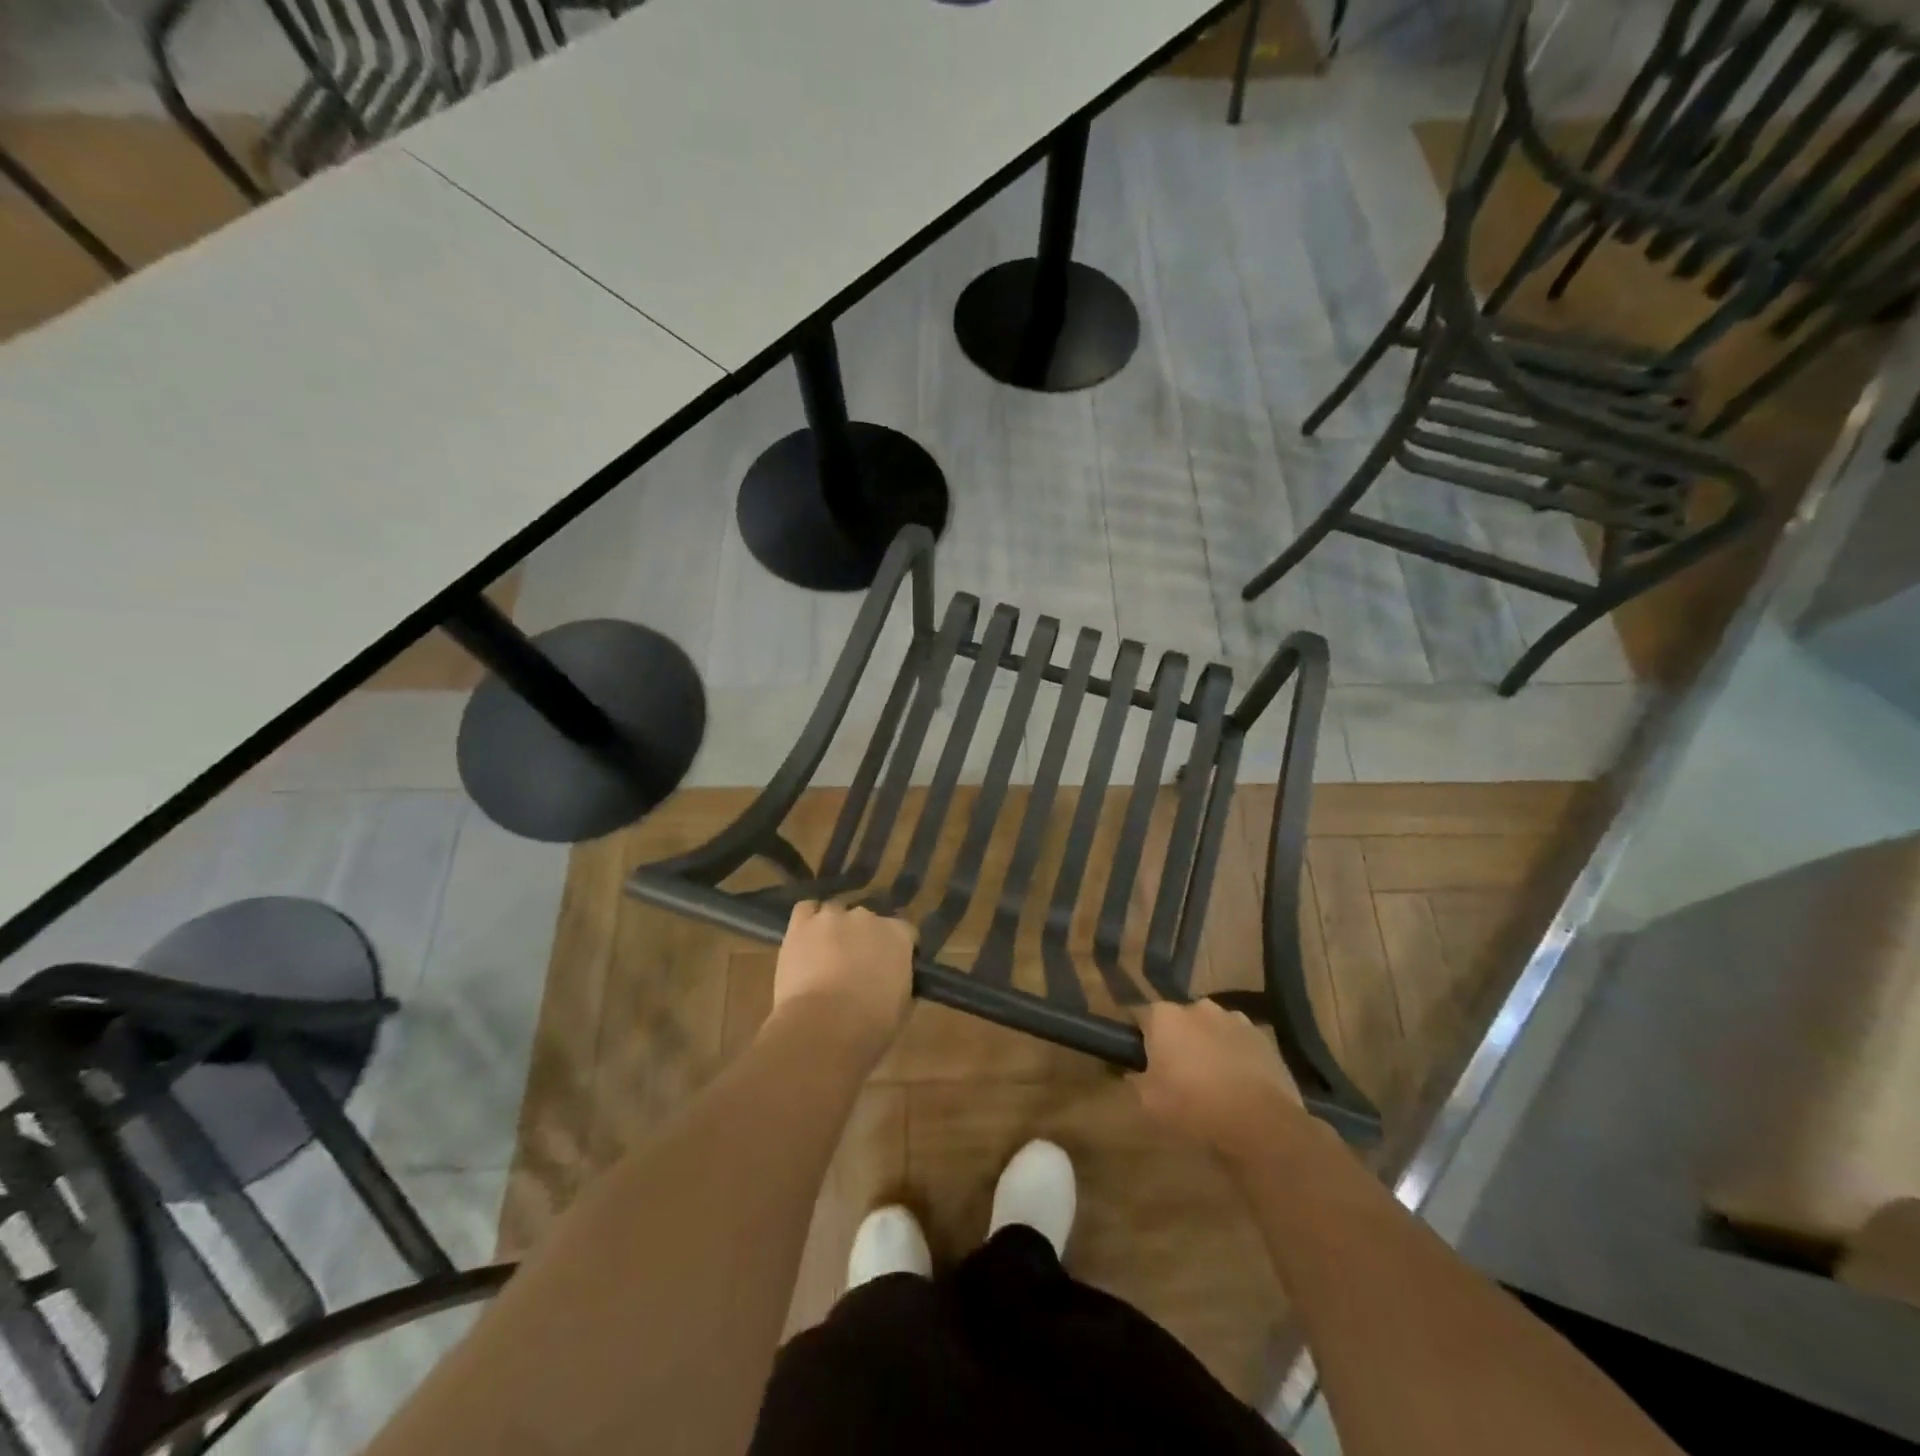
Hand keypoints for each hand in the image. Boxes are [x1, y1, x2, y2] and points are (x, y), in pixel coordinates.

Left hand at [767, 902, 914, 1060]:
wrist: (824, 1027)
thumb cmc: (871, 1024)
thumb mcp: (902, 1007)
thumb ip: (901, 982)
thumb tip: (894, 979)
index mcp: (898, 935)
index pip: (904, 931)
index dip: (897, 948)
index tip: (892, 967)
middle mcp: (868, 916)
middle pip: (868, 920)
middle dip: (863, 938)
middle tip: (856, 965)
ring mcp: (832, 916)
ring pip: (835, 913)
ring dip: (834, 930)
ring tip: (826, 954)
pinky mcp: (801, 924)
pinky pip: (806, 910)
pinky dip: (808, 921)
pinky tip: (806, 938)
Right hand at [1129, 1000, 1305, 1161]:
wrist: (1261, 1124)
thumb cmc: (1194, 1108)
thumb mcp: (1148, 1102)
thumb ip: (1135, 1080)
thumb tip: (1134, 1072)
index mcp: (1164, 1016)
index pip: (1140, 1015)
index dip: (1138, 1037)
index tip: (1139, 1058)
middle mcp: (1198, 1007)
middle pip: (1178, 1020)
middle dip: (1176, 1039)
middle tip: (1177, 1072)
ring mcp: (1234, 1019)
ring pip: (1211, 1028)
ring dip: (1207, 1045)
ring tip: (1212, 1080)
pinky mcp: (1263, 1037)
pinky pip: (1238, 1042)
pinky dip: (1235, 1055)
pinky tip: (1239, 1084)